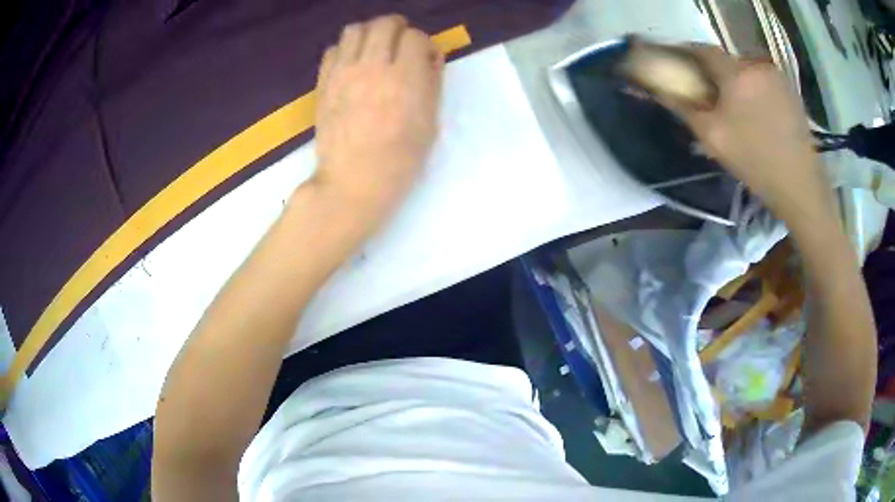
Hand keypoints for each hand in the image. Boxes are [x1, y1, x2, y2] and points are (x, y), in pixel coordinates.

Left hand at [313, 15, 443, 230]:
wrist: (352, 183)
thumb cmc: (399, 160)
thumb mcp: (430, 123)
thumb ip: (432, 83)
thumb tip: (429, 57)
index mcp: (405, 79)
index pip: (416, 37)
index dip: (424, 45)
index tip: (424, 60)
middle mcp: (372, 67)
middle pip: (384, 24)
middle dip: (399, 29)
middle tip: (401, 46)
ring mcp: (343, 74)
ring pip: (355, 30)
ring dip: (370, 34)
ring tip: (375, 50)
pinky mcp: (323, 83)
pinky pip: (332, 49)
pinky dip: (345, 50)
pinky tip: (353, 66)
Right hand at [666, 46, 834, 222]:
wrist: (800, 184)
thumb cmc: (754, 161)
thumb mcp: (712, 138)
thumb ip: (685, 108)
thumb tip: (662, 90)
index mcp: (736, 73)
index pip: (702, 50)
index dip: (687, 54)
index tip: (680, 67)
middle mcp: (756, 65)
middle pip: (726, 61)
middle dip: (715, 74)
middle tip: (711, 96)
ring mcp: (777, 77)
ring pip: (746, 70)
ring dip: (737, 82)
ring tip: (737, 108)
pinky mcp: (790, 90)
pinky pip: (763, 80)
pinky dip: (754, 89)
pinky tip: (758, 113)